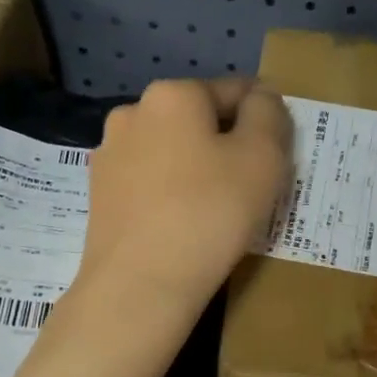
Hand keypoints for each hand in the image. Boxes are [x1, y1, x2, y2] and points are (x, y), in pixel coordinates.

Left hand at [80, 77, 291, 314]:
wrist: (140, 284)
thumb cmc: (210, 213)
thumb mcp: (262, 157)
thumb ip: (268, 114)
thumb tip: (260, 98)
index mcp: (173, 94)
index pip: (236, 91)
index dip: (264, 121)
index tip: (277, 158)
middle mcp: (133, 112)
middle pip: (199, 120)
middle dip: (227, 144)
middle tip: (250, 188)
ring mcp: (109, 155)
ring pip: (172, 152)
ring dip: (196, 168)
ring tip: (215, 210)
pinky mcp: (99, 194)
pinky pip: (150, 182)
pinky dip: (171, 193)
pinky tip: (183, 224)